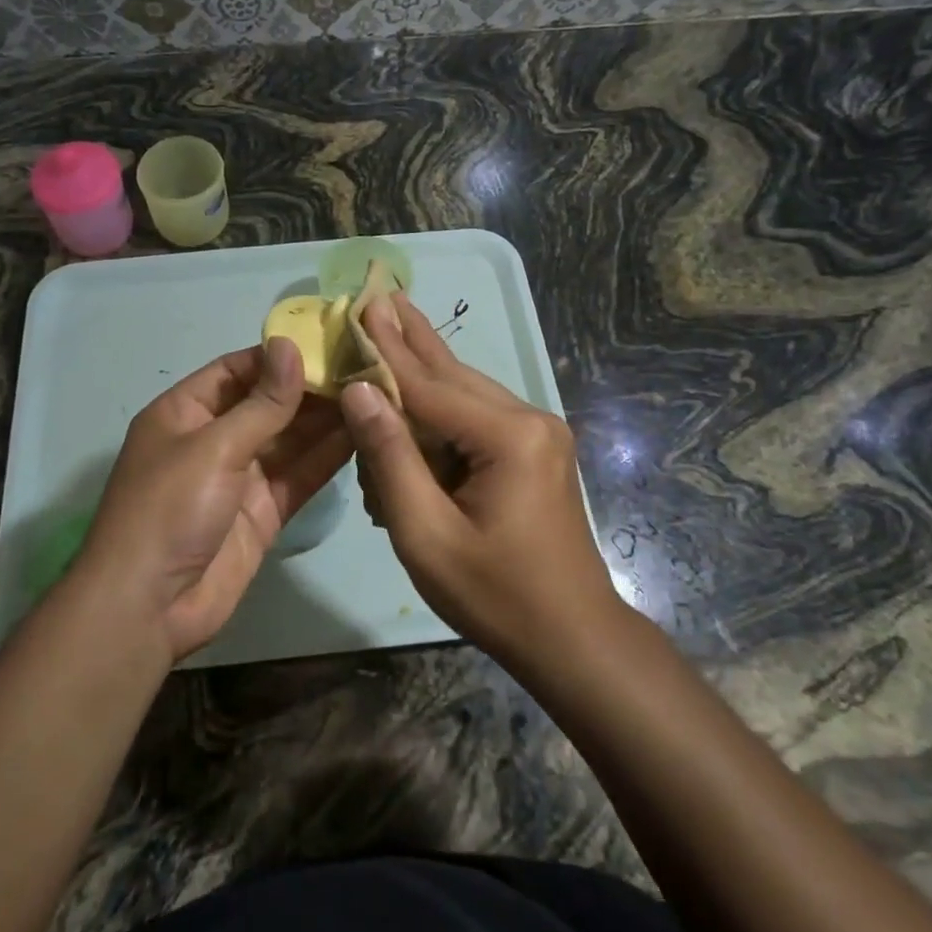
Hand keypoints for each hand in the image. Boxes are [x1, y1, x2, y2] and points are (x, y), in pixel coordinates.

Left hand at [72, 339, 351, 662]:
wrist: (148, 608)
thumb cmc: (169, 509)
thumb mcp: (214, 446)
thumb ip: (262, 402)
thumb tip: (290, 345)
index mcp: (185, 412)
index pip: (236, 369)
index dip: (278, 356)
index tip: (328, 341)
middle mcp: (213, 439)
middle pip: (268, 403)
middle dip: (310, 387)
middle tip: (364, 366)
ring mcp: (239, 478)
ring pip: (289, 440)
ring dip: (326, 420)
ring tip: (375, 393)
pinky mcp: (262, 512)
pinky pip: (299, 476)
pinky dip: (327, 458)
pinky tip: (363, 434)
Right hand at [338, 294, 619, 660]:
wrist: (572, 639)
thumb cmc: (495, 595)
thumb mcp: (426, 534)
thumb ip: (391, 457)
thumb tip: (360, 390)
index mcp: (509, 437)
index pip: (428, 386)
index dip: (385, 349)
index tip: (359, 306)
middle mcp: (530, 419)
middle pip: (452, 375)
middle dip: (409, 339)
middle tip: (379, 292)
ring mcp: (537, 433)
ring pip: (465, 392)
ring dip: (422, 373)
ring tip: (392, 323)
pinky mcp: (534, 449)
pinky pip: (476, 418)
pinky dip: (439, 413)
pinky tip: (414, 391)